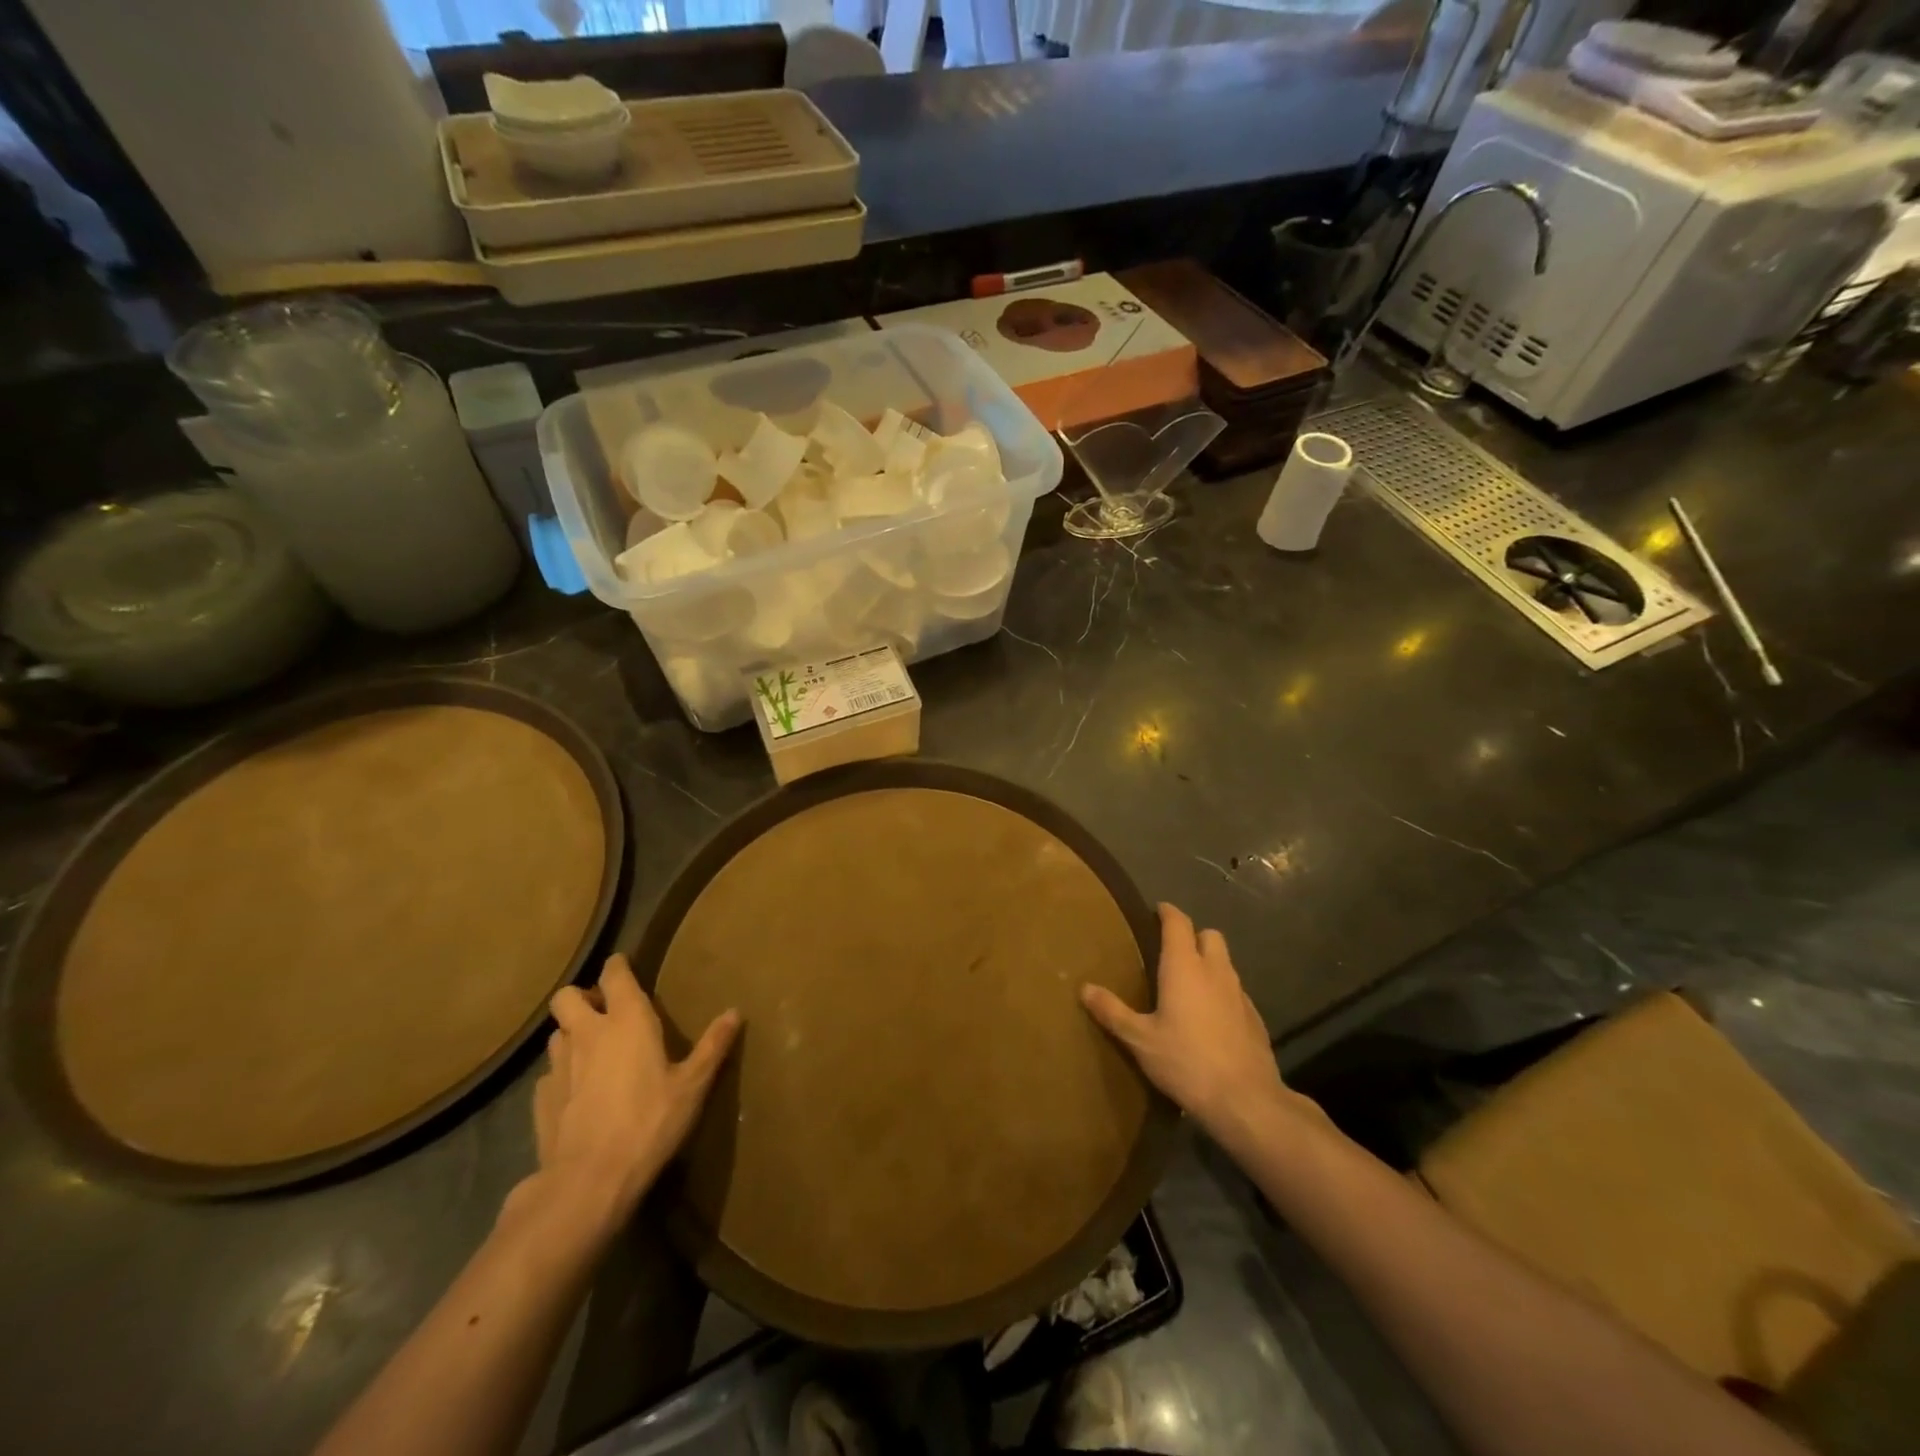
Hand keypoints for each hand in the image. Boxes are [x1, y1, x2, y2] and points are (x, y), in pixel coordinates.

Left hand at [529, 954, 739, 1222]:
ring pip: (556, 1034)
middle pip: (566, 997)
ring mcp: (558, 1067)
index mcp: (627, 1021)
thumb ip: (713, 1046)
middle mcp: (587, 1034)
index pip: (614, 974)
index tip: (625, 967)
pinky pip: (549, 1074)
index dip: (618, 966)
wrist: (588, 1182)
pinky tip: (578, 1095)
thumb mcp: (692, 1086)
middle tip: (605, 1013)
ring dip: (572, 1035)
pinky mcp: (541, 1100)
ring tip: (592, 1052)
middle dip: (582, 998)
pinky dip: (562, 1075)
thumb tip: (735, 1012)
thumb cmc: (649, 1123)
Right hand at [1082, 903, 1316, 1151]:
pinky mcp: (1255, 1017)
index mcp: (1184, 967)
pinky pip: (1236, 990)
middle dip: (1192, 935)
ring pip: (1225, 962)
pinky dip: (1222, 991)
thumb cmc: (1186, 1062)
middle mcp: (1215, 970)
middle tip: (1171, 951)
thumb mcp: (1140, 1040)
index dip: (1167, 912)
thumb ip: (1112, 1011)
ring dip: (1208, 962)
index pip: (1178, 923)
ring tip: (1188, 984)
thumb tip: (1085, 988)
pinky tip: (1210, 1016)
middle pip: (1209, 935)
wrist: (1246, 1100)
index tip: (1156, 910)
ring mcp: (1240, 993)